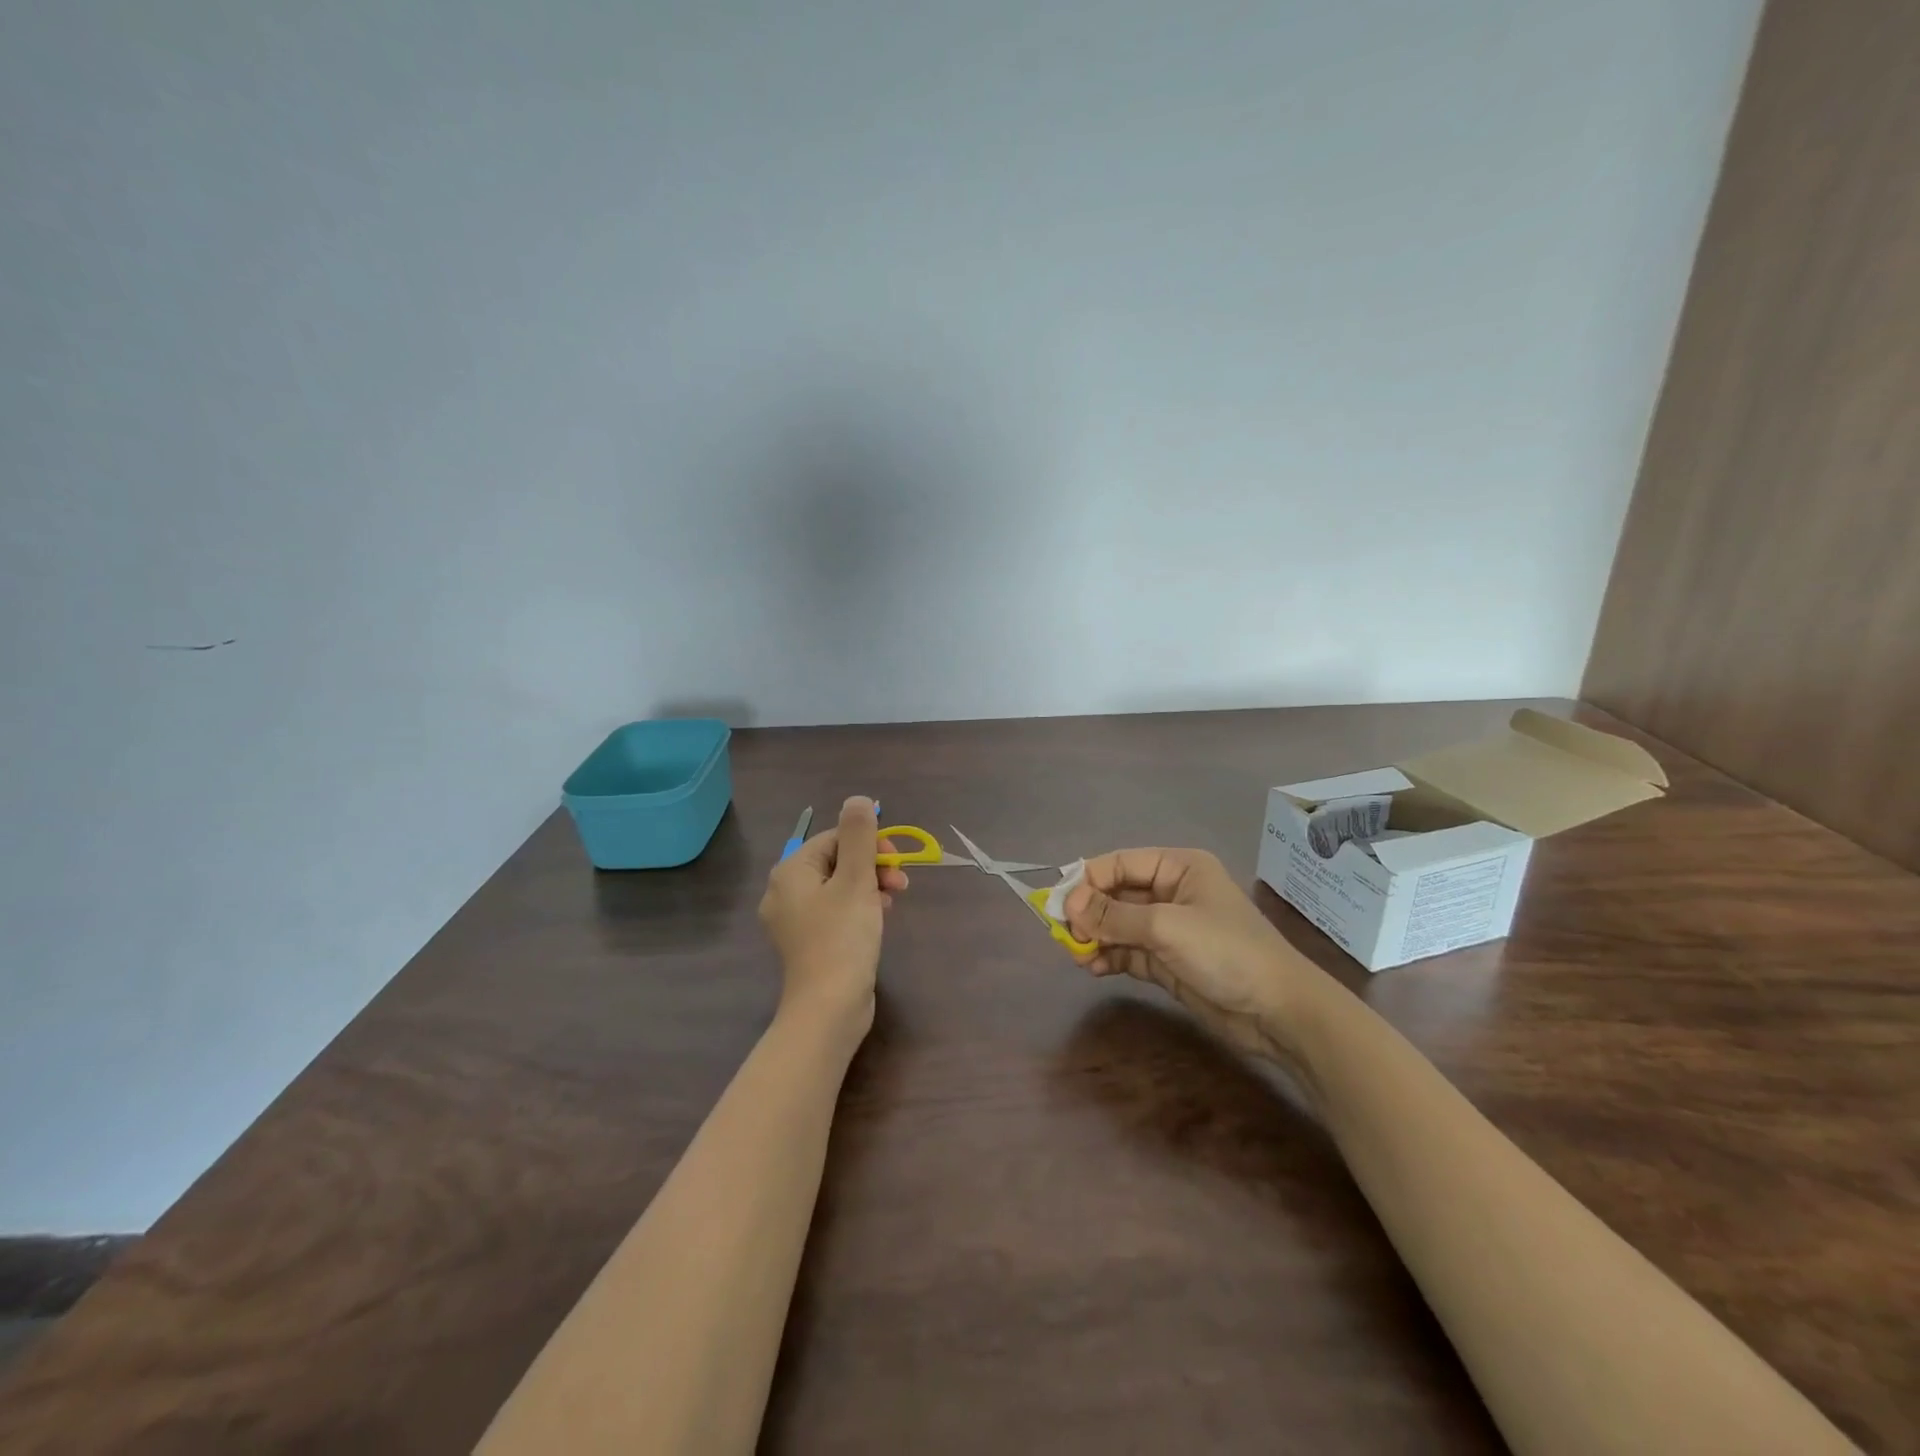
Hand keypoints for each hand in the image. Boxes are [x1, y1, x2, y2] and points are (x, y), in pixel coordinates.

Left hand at [757, 797, 907, 1039]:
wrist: (828, 1008)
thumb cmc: (842, 938)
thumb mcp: (856, 880)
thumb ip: (859, 835)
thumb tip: (857, 799)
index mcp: (791, 872)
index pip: (834, 837)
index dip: (869, 843)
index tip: (896, 861)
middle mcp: (785, 892)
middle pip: (836, 860)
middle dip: (872, 865)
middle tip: (900, 883)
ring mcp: (795, 920)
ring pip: (838, 886)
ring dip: (870, 886)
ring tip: (894, 901)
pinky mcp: (808, 942)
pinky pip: (835, 910)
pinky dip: (858, 907)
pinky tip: (879, 918)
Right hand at [1063, 848, 1318, 1061]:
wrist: (1278, 1012)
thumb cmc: (1226, 952)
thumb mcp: (1166, 927)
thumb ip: (1114, 915)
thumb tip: (1067, 903)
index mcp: (1178, 867)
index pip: (1121, 863)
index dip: (1087, 880)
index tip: (1057, 903)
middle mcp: (1172, 892)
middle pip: (1117, 894)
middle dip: (1089, 912)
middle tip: (1062, 933)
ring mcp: (1170, 929)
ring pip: (1119, 924)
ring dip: (1095, 936)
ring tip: (1076, 953)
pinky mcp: (1168, 961)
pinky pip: (1128, 951)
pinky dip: (1109, 956)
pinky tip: (1092, 967)